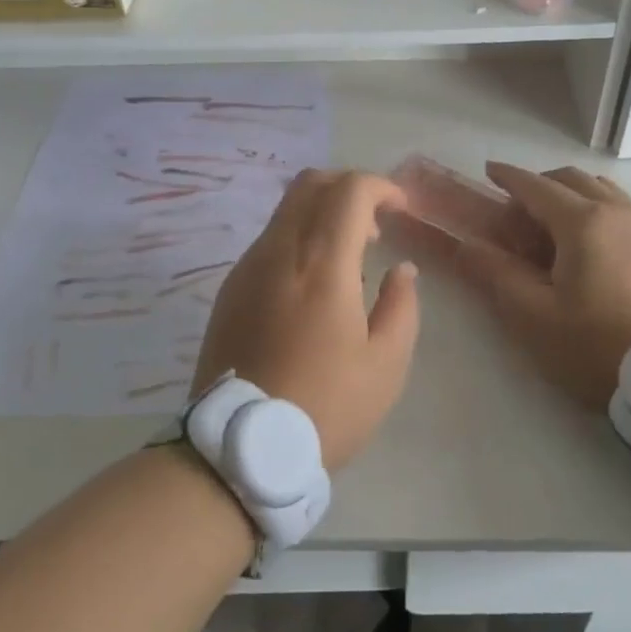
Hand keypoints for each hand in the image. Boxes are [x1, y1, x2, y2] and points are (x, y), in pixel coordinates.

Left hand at [193, 170, 420, 470]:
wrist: (240, 447)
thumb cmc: (325, 407)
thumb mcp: (385, 365)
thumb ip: (401, 306)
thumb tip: (400, 269)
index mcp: (321, 263)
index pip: (349, 190)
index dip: (381, 186)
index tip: (401, 209)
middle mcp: (279, 251)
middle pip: (310, 184)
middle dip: (348, 188)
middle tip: (374, 225)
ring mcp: (247, 267)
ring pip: (285, 210)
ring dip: (321, 213)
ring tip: (348, 258)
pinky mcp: (230, 288)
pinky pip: (269, 240)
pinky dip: (298, 238)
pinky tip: (312, 285)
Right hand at [449, 163, 630, 411]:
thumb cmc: (598, 346)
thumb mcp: (534, 316)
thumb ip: (497, 274)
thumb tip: (465, 245)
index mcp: (583, 222)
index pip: (536, 186)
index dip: (508, 177)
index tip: (488, 171)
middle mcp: (617, 213)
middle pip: (572, 179)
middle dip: (540, 184)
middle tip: (517, 211)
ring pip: (603, 191)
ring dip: (572, 195)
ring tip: (554, 226)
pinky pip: (624, 211)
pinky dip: (598, 211)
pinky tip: (592, 248)